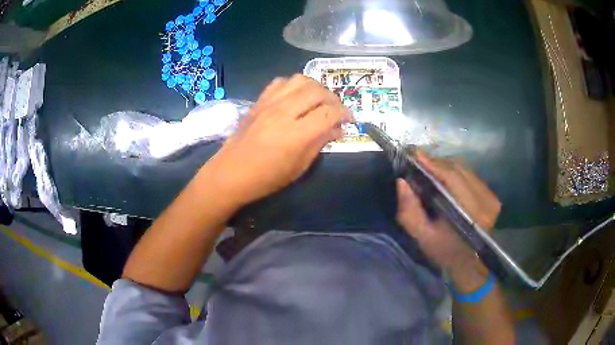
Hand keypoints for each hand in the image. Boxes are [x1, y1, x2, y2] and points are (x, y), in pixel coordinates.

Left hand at [202, 75, 350, 207]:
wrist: (230, 173)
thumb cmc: (266, 178)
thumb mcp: (299, 167)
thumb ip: (320, 143)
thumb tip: (338, 129)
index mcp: (296, 134)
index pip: (329, 112)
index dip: (345, 114)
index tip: (349, 120)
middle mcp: (283, 112)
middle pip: (317, 91)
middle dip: (334, 98)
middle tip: (336, 111)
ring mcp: (269, 103)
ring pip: (300, 80)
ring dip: (315, 87)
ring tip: (318, 101)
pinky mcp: (259, 101)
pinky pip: (281, 82)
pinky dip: (294, 85)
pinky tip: (296, 97)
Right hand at [396, 151, 500, 290]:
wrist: (469, 264)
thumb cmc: (445, 252)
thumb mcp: (423, 237)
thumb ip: (409, 212)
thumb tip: (401, 182)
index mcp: (471, 214)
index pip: (452, 178)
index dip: (433, 164)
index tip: (415, 155)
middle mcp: (486, 201)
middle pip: (459, 170)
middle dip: (437, 163)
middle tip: (419, 161)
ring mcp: (492, 198)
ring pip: (466, 170)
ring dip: (446, 167)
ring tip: (430, 168)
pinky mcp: (493, 197)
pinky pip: (471, 176)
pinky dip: (456, 173)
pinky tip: (445, 177)